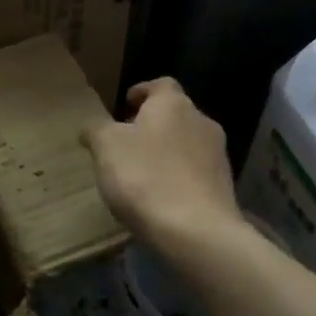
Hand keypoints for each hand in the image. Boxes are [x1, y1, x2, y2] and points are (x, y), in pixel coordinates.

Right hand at [82, 78, 243, 252]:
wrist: (196, 231)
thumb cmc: (145, 177)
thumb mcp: (106, 147)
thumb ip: (96, 129)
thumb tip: (92, 127)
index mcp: (174, 104)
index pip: (160, 84)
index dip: (141, 92)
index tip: (124, 105)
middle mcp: (202, 122)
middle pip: (174, 115)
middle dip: (151, 125)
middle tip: (126, 143)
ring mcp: (218, 156)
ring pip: (186, 144)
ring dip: (165, 153)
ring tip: (140, 174)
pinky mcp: (223, 187)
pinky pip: (195, 173)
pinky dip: (177, 178)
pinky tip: (160, 197)